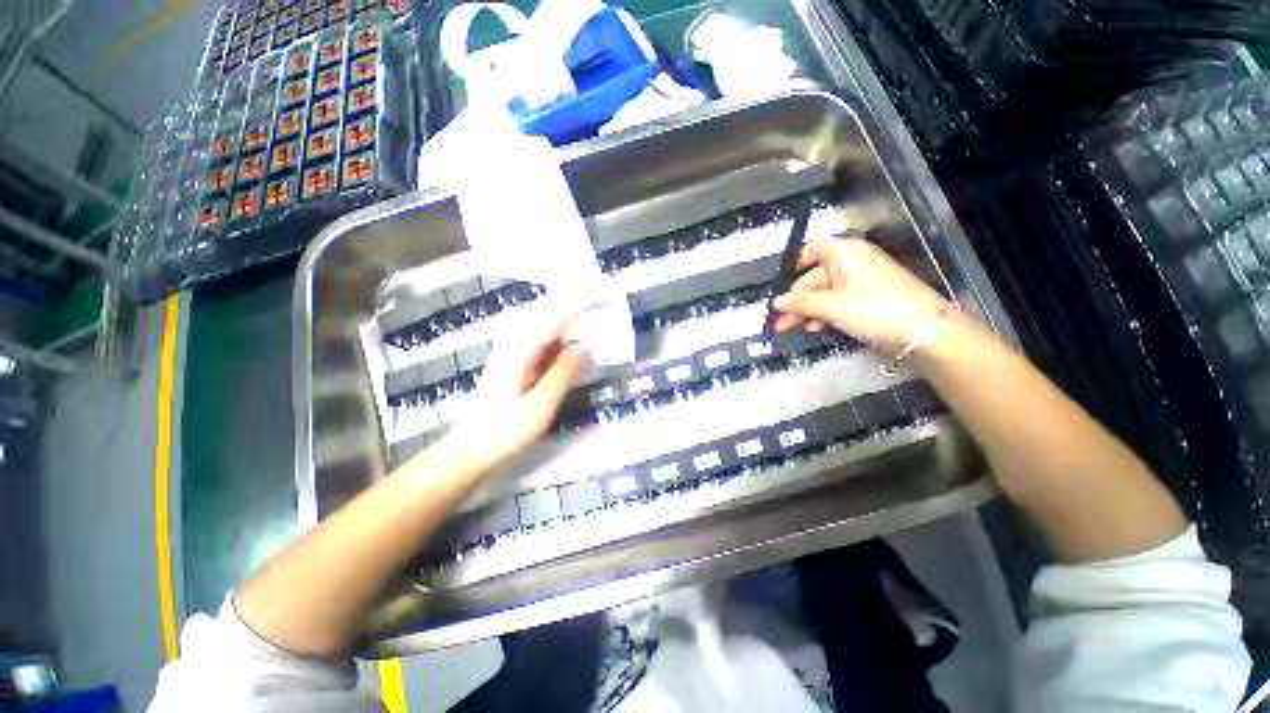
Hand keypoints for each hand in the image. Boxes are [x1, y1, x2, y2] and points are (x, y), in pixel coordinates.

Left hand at [443, 312, 589, 471]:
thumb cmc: (505, 430)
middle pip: (549, 314)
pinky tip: (576, 345)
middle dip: (578, 308)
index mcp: (519, 350)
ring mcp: (515, 351)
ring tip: (597, 321)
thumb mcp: (540, 405)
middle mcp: (515, 342)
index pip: (554, 316)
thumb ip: (563, 372)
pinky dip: (563, 339)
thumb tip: (587, 345)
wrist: (472, 449)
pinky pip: (544, 342)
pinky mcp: (518, 361)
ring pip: (547, 326)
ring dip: (572, 323)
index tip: (605, 296)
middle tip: (607, 305)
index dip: (580, 304)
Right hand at [772, 237, 952, 354]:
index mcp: (845, 254)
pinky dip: (823, 315)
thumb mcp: (833, 306)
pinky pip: (836, 304)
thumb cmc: (875, 309)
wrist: (925, 332)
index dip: (794, 265)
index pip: (813, 250)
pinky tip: (814, 328)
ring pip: (823, 294)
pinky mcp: (865, 302)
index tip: (780, 286)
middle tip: (777, 322)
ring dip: (805, 311)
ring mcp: (859, 284)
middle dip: (795, 300)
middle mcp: (851, 264)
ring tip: (788, 329)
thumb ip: (801, 303)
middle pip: (813, 278)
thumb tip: (776, 302)